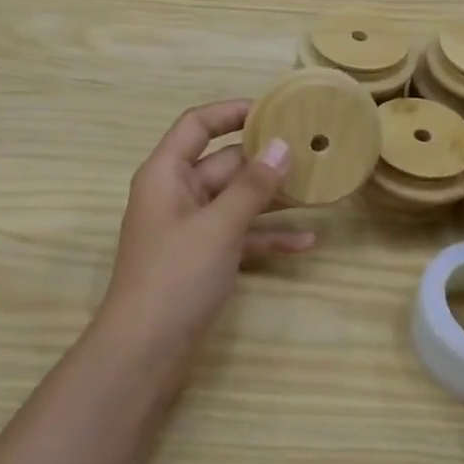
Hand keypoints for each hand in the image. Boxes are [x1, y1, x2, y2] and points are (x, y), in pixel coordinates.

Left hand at [99, 100, 312, 367]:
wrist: (144, 354)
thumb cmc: (175, 277)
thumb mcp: (219, 226)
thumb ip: (252, 186)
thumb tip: (282, 145)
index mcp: (166, 173)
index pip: (197, 125)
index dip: (231, 112)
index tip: (273, 109)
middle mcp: (176, 193)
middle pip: (223, 163)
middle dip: (264, 159)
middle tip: (311, 151)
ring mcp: (190, 228)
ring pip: (235, 200)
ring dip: (273, 198)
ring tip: (319, 190)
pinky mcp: (203, 258)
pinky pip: (239, 235)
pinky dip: (267, 236)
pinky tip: (308, 242)